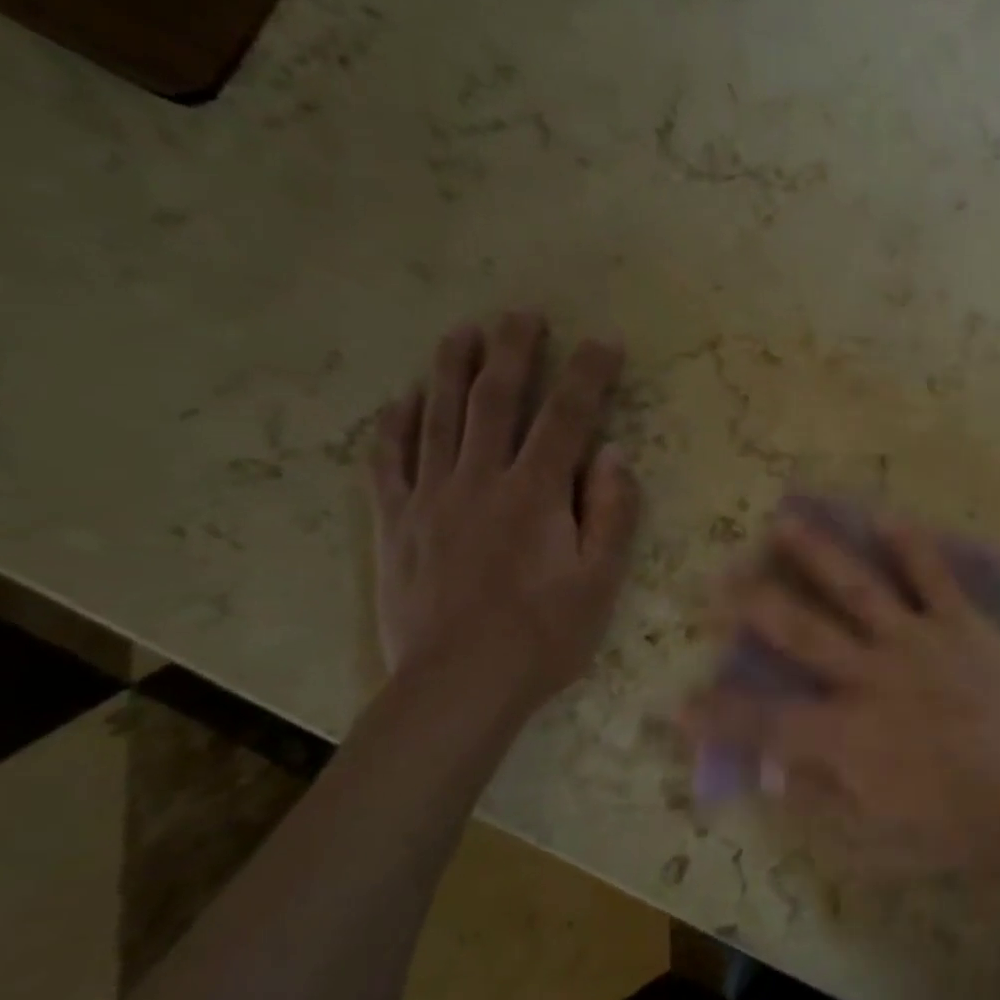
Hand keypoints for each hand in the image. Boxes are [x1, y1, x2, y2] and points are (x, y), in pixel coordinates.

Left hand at [369, 313, 640, 714]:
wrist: (459, 685)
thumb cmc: (545, 634)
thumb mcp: (602, 580)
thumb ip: (612, 512)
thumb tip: (612, 454)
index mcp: (535, 494)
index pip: (567, 418)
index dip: (588, 375)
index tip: (603, 341)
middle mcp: (479, 481)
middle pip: (495, 401)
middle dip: (512, 353)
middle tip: (521, 315)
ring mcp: (429, 499)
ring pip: (437, 418)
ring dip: (450, 370)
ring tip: (462, 332)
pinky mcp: (394, 524)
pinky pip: (387, 462)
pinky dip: (393, 425)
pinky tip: (402, 400)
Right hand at [683, 515, 999, 874]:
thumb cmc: (971, 829)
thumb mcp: (888, 840)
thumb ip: (827, 800)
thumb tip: (777, 773)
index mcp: (850, 739)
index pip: (766, 725)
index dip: (719, 716)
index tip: (679, 703)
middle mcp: (872, 678)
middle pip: (800, 633)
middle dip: (753, 606)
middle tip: (719, 581)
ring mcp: (918, 643)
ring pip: (856, 589)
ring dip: (816, 554)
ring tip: (784, 523)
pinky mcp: (963, 624)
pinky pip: (933, 576)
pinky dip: (910, 545)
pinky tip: (888, 517)